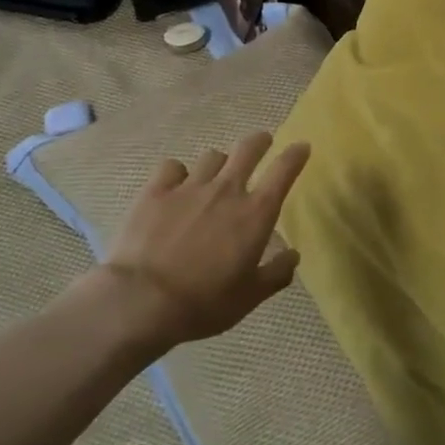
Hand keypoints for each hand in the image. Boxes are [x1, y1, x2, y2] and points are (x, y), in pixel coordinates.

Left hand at [102, 132, 311, 347]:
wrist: (142, 300)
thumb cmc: (203, 303)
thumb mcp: (249, 298)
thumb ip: (275, 274)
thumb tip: (293, 255)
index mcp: (255, 214)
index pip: (283, 172)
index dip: (295, 155)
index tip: (302, 146)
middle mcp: (226, 191)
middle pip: (248, 149)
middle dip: (259, 141)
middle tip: (263, 141)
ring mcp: (188, 187)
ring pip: (211, 157)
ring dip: (219, 162)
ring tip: (215, 172)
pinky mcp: (156, 190)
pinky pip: (172, 166)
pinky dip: (178, 172)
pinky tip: (175, 184)